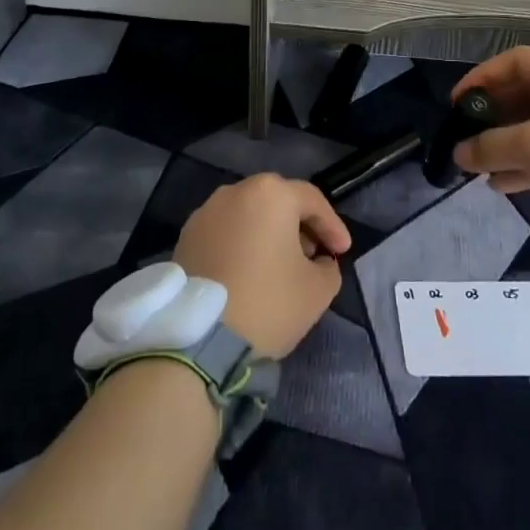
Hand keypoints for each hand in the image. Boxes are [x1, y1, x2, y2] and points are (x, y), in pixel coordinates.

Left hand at [173, 175, 350, 356]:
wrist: (200, 338)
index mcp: (271, 193)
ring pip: (248, 215)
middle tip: (313, 254)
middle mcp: (236, 191)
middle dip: (299, 225)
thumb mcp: (317, 290)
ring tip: (280, 265)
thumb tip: (319, 261)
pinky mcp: (186, 236)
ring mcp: (206, 212)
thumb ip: (328, 267)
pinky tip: (249, 272)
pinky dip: (241, 244)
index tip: (342, 252)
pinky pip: (225, 232)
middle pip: (277, 201)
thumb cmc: (268, 303)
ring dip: (268, 233)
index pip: (312, 200)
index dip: (332, 226)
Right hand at [452, 47, 529, 267]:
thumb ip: (488, 145)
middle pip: (526, 92)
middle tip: (466, 134)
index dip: (482, 78)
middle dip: (492, 115)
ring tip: (477, 164)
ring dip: (506, 143)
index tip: (457, 103)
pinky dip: (526, 163)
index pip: (516, 60)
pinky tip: (500, 184)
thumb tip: (459, 153)